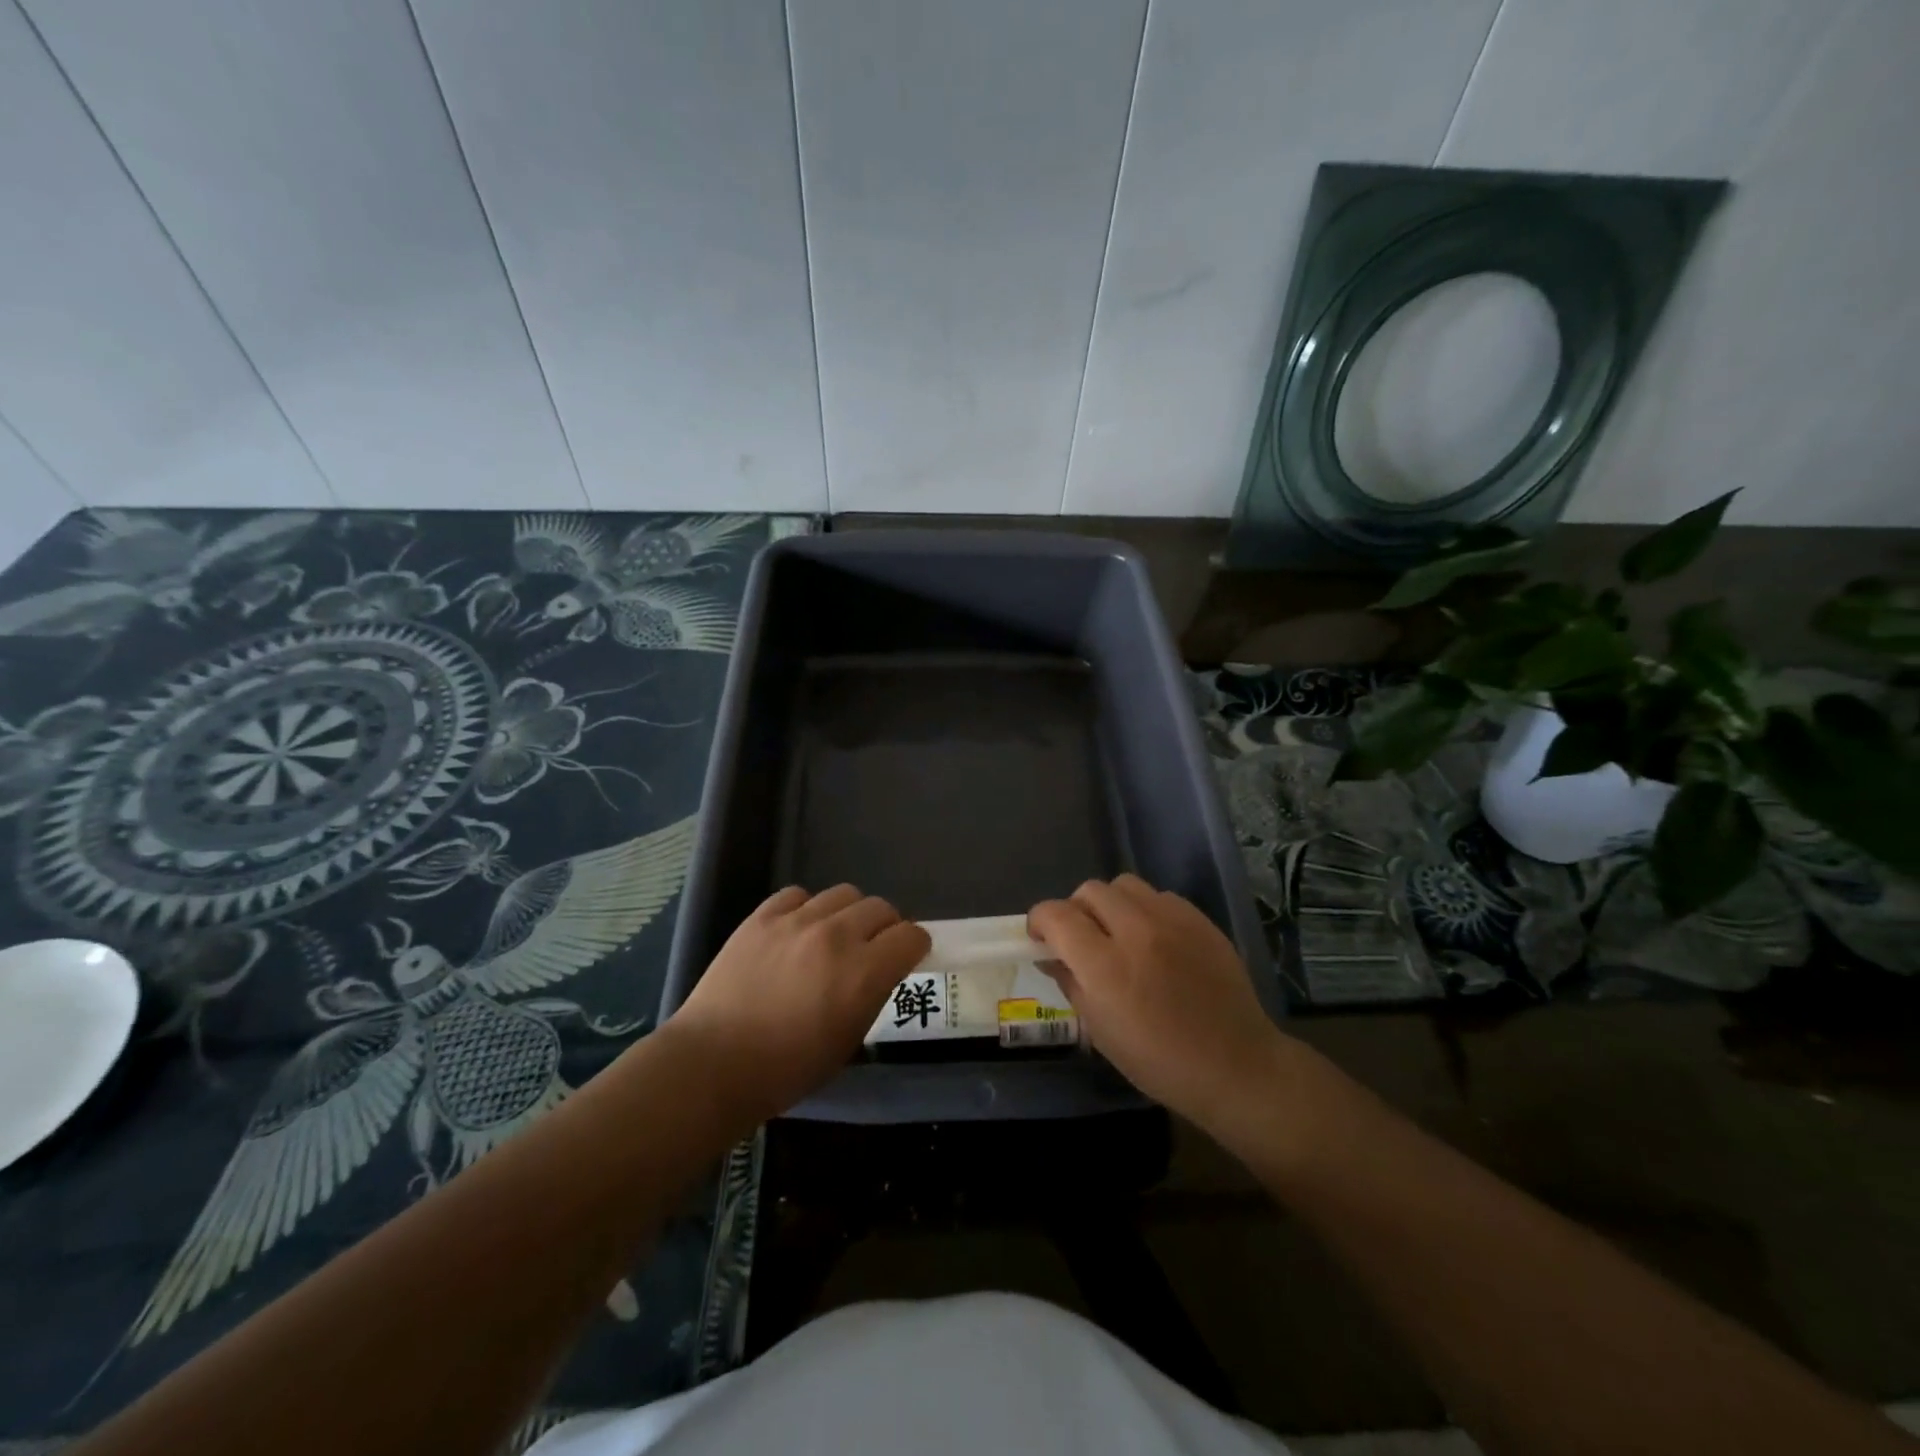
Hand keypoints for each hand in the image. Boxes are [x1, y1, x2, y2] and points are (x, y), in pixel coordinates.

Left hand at [665, 885, 930, 1122]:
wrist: (713, 1064)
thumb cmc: (787, 1070)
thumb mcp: (848, 1042)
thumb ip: (871, 996)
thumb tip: (878, 973)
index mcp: (864, 973)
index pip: (911, 936)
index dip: (914, 947)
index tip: (906, 959)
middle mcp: (837, 936)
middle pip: (881, 908)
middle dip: (885, 928)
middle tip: (871, 950)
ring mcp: (797, 921)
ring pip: (844, 894)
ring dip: (849, 914)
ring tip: (833, 936)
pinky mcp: (762, 917)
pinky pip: (798, 895)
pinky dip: (806, 909)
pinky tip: (796, 931)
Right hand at [1029, 875, 1288, 1135]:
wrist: (1237, 1067)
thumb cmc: (1160, 1062)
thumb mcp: (1101, 1032)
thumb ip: (1070, 984)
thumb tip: (1050, 957)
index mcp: (1106, 966)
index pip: (1056, 915)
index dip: (1039, 921)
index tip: (1040, 938)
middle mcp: (1136, 931)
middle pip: (1089, 891)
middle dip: (1075, 910)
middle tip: (1081, 939)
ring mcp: (1173, 920)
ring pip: (1124, 885)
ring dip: (1110, 904)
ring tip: (1118, 933)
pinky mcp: (1200, 920)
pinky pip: (1160, 896)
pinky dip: (1146, 910)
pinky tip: (1154, 939)